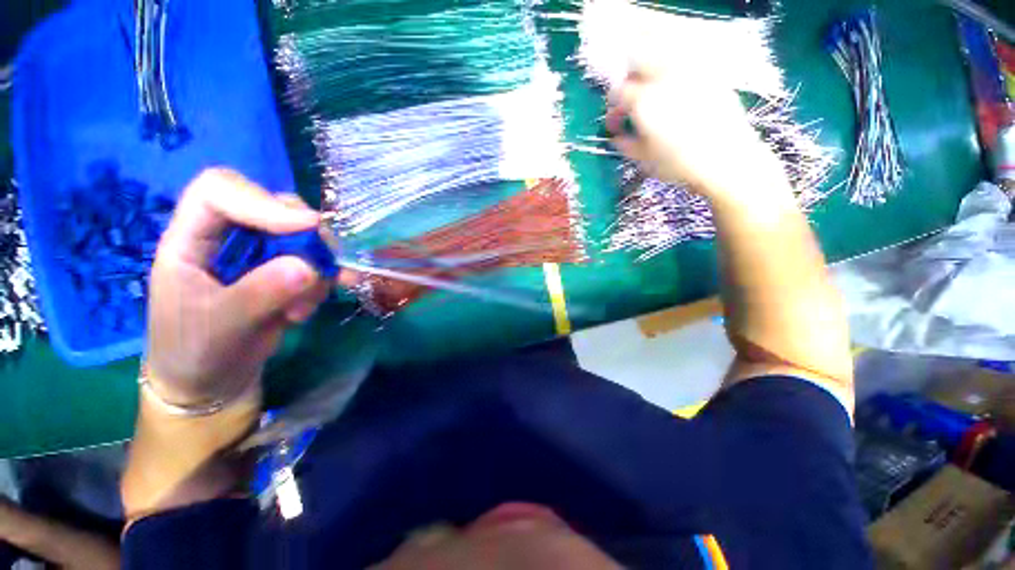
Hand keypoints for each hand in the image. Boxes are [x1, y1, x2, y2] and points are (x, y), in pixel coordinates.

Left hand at [144, 169, 331, 407]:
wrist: (211, 382)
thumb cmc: (195, 352)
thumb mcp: (221, 325)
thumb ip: (260, 293)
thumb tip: (308, 267)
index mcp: (190, 239)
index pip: (219, 192)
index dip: (262, 201)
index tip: (307, 227)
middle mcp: (228, 238)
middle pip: (274, 207)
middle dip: (306, 235)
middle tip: (324, 267)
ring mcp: (259, 255)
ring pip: (303, 236)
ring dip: (317, 267)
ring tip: (302, 308)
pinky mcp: (283, 273)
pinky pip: (316, 263)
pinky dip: (323, 282)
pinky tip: (305, 310)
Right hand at [605, 64, 785, 201]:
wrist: (726, 159)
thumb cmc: (679, 163)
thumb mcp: (644, 159)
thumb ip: (626, 144)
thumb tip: (618, 137)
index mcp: (644, 101)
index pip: (619, 92)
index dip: (613, 107)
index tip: (616, 122)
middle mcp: (664, 79)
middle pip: (639, 65)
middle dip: (630, 82)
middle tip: (632, 103)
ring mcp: (690, 73)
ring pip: (662, 58)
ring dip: (652, 72)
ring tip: (653, 93)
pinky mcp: (710, 75)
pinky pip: (685, 64)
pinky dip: (675, 73)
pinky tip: (677, 94)